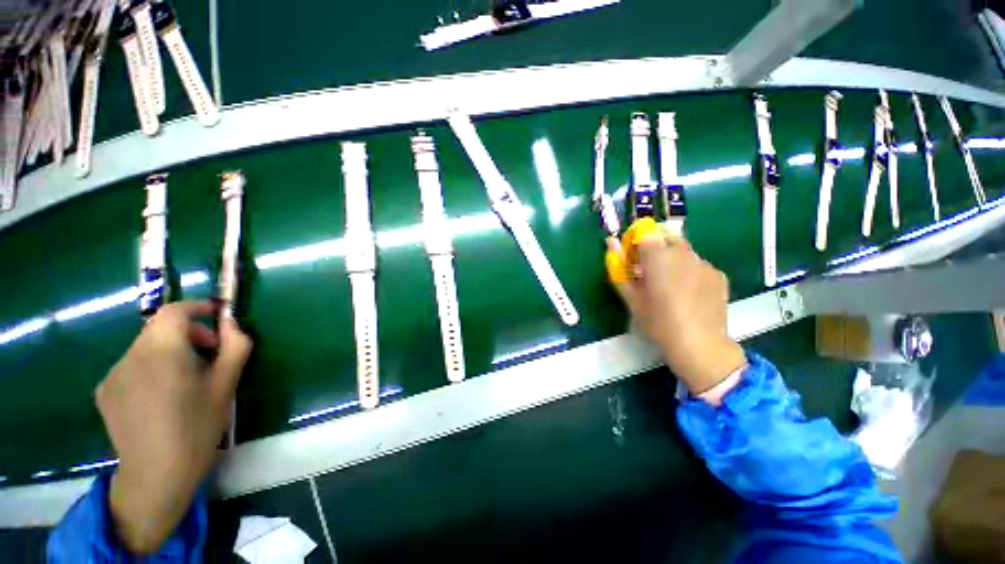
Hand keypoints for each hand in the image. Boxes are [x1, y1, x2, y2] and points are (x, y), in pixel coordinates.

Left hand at [96, 301, 252, 553]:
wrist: (156, 476)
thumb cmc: (197, 428)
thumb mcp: (226, 385)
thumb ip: (235, 347)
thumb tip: (233, 323)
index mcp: (162, 353)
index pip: (174, 312)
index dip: (197, 307)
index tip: (217, 315)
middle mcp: (130, 356)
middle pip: (160, 329)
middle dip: (188, 334)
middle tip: (210, 357)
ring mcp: (113, 374)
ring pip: (146, 348)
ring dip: (170, 352)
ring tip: (186, 382)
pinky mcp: (105, 391)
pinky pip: (132, 366)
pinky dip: (151, 369)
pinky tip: (161, 397)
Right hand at [608, 220, 745, 393]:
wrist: (700, 344)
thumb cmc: (658, 321)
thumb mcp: (631, 298)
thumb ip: (619, 268)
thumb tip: (611, 244)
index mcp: (659, 257)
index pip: (644, 233)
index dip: (635, 242)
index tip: (631, 258)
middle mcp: (683, 253)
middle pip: (665, 237)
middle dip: (653, 247)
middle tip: (647, 270)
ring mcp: (704, 263)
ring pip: (683, 250)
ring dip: (671, 258)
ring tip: (668, 284)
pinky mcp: (718, 275)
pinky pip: (697, 264)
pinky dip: (688, 270)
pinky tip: (686, 292)